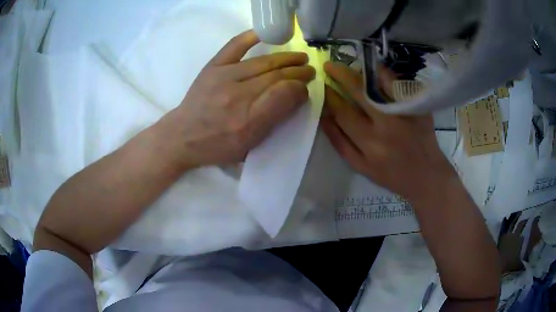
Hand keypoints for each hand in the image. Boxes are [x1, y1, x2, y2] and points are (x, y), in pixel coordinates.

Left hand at [159, 30, 314, 168]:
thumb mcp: (248, 146)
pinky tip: (264, 34)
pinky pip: (234, 47)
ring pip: (262, 62)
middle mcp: (238, 96)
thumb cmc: (217, 146)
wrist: (182, 137)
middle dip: (297, 72)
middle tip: (309, 70)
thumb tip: (294, 96)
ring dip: (285, 58)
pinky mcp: (212, 67)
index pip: (284, 95)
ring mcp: (224, 77)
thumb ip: (273, 121)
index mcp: (249, 121)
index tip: (305, 88)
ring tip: (300, 57)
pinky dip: (249, 37)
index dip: (299, 89)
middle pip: (276, 77)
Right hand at [320, 62, 454, 200]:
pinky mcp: (417, 106)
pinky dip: (384, 73)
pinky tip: (375, 70)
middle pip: (360, 92)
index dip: (330, 96)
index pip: (343, 112)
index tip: (322, 84)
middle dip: (341, 75)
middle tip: (329, 65)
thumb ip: (340, 143)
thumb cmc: (392, 175)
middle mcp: (386, 124)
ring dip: (361, 71)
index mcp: (370, 143)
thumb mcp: (361, 167)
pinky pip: (398, 83)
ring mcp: (404, 113)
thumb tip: (324, 117)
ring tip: (351, 65)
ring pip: (379, 83)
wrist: (426, 174)